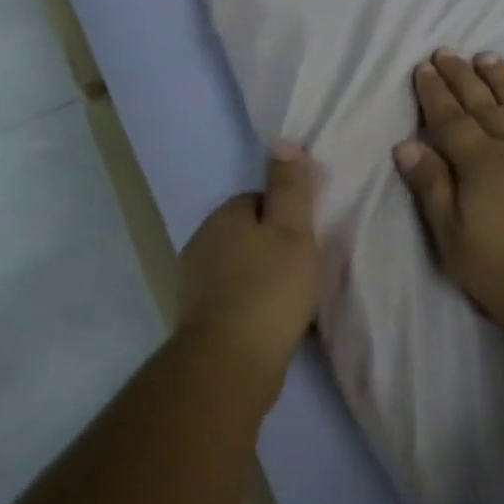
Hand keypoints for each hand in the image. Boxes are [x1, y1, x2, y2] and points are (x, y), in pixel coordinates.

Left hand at [176, 146, 320, 381]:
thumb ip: (289, 186)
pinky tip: (275, 324)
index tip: (308, 240)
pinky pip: (234, 299)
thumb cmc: (269, 289)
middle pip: (248, 234)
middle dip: (275, 249)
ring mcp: (195, 282)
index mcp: (223, 216)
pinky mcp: (199, 317)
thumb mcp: (291, 230)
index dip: (287, 217)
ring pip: (241, 268)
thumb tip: (282, 142)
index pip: (259, 201)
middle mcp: (202, 242)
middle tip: (306, 271)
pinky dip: (254, 306)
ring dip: (265, 279)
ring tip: (295, 302)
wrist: (230, 361)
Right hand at [394, 51, 503, 342]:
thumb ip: (433, 188)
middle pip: (483, 103)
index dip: (434, 93)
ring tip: (487, 57)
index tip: (423, 67)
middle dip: (462, 77)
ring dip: (501, 79)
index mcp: (481, 163)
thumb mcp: (456, 240)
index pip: (450, 119)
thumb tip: (407, 145)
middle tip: (447, 52)